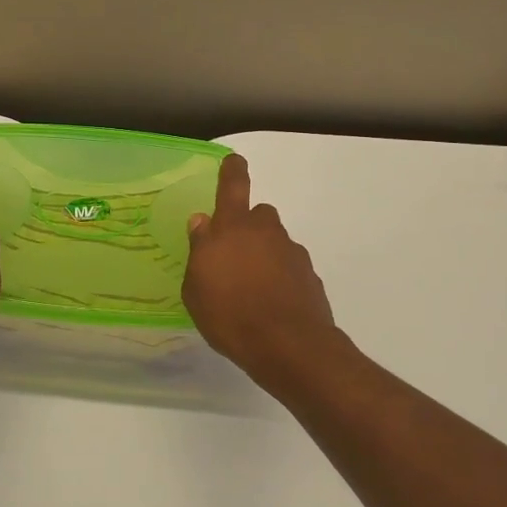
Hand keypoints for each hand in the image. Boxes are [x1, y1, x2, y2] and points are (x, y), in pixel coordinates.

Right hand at [183, 154, 340, 384]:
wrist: (289, 346)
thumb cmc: (230, 314)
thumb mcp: (196, 288)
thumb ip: (199, 251)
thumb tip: (202, 222)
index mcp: (233, 229)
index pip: (233, 187)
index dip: (232, 171)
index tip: (234, 160)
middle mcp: (266, 232)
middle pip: (258, 216)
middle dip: (247, 228)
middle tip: (233, 256)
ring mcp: (292, 253)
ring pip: (275, 243)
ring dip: (264, 257)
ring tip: (250, 290)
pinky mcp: (310, 277)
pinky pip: (289, 268)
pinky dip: (280, 279)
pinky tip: (270, 305)